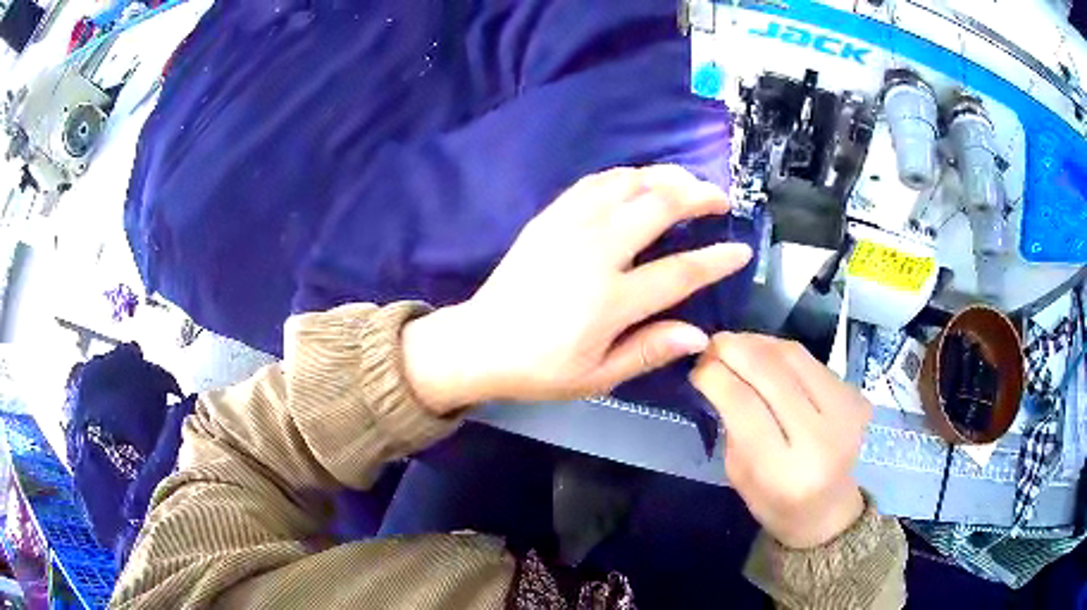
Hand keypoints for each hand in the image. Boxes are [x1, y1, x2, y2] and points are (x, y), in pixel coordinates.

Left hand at [403, 165, 751, 412]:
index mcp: (609, 300)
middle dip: (697, 197)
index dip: (716, 260)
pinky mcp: (549, 217)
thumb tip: (699, 335)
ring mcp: (568, 227)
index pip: (679, 272)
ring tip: (688, 182)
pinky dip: (625, 175)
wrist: (480, 342)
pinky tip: (640, 180)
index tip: (741, 249)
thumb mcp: (597, 376)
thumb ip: (649, 351)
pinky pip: (594, 182)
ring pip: (627, 183)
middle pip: (657, 207)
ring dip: (664, 176)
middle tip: (720, 199)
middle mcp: (593, 253)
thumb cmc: (540, 368)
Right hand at [690, 333, 871, 548]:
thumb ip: (732, 425)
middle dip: (735, 349)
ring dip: (758, 343)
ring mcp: (845, 413)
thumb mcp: (739, 474)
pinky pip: (812, 360)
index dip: (716, 376)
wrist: (829, 510)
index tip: (696, 365)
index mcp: (785, 472)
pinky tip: (764, 353)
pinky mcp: (856, 396)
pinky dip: (781, 350)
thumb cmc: (775, 502)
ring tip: (735, 344)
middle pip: (772, 372)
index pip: (745, 406)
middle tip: (711, 343)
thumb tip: (717, 371)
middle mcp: (821, 438)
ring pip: (794, 357)